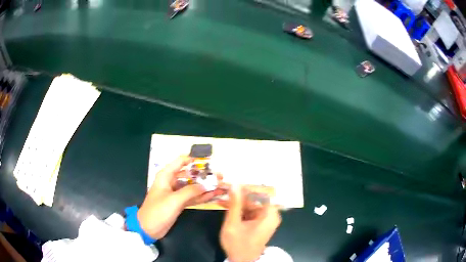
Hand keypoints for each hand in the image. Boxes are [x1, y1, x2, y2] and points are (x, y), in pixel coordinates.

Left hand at [137, 156, 218, 238]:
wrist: (149, 228)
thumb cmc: (158, 211)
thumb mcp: (174, 200)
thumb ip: (191, 191)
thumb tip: (206, 185)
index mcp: (166, 175)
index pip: (181, 161)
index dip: (195, 159)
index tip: (210, 162)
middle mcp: (171, 181)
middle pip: (189, 174)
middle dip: (203, 175)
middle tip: (219, 176)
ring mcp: (176, 193)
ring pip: (192, 186)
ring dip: (205, 186)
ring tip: (220, 185)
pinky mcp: (179, 203)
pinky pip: (192, 197)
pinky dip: (201, 196)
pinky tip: (213, 195)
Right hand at [220, 185, 281, 261]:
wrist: (242, 261)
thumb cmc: (238, 244)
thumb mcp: (233, 224)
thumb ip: (234, 204)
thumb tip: (234, 184)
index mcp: (269, 214)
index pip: (260, 192)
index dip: (246, 185)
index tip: (232, 179)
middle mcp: (271, 214)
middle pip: (255, 198)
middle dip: (239, 194)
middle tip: (224, 187)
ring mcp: (266, 219)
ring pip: (251, 204)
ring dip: (237, 202)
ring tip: (222, 196)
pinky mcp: (260, 223)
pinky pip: (250, 211)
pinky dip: (239, 209)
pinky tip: (227, 206)